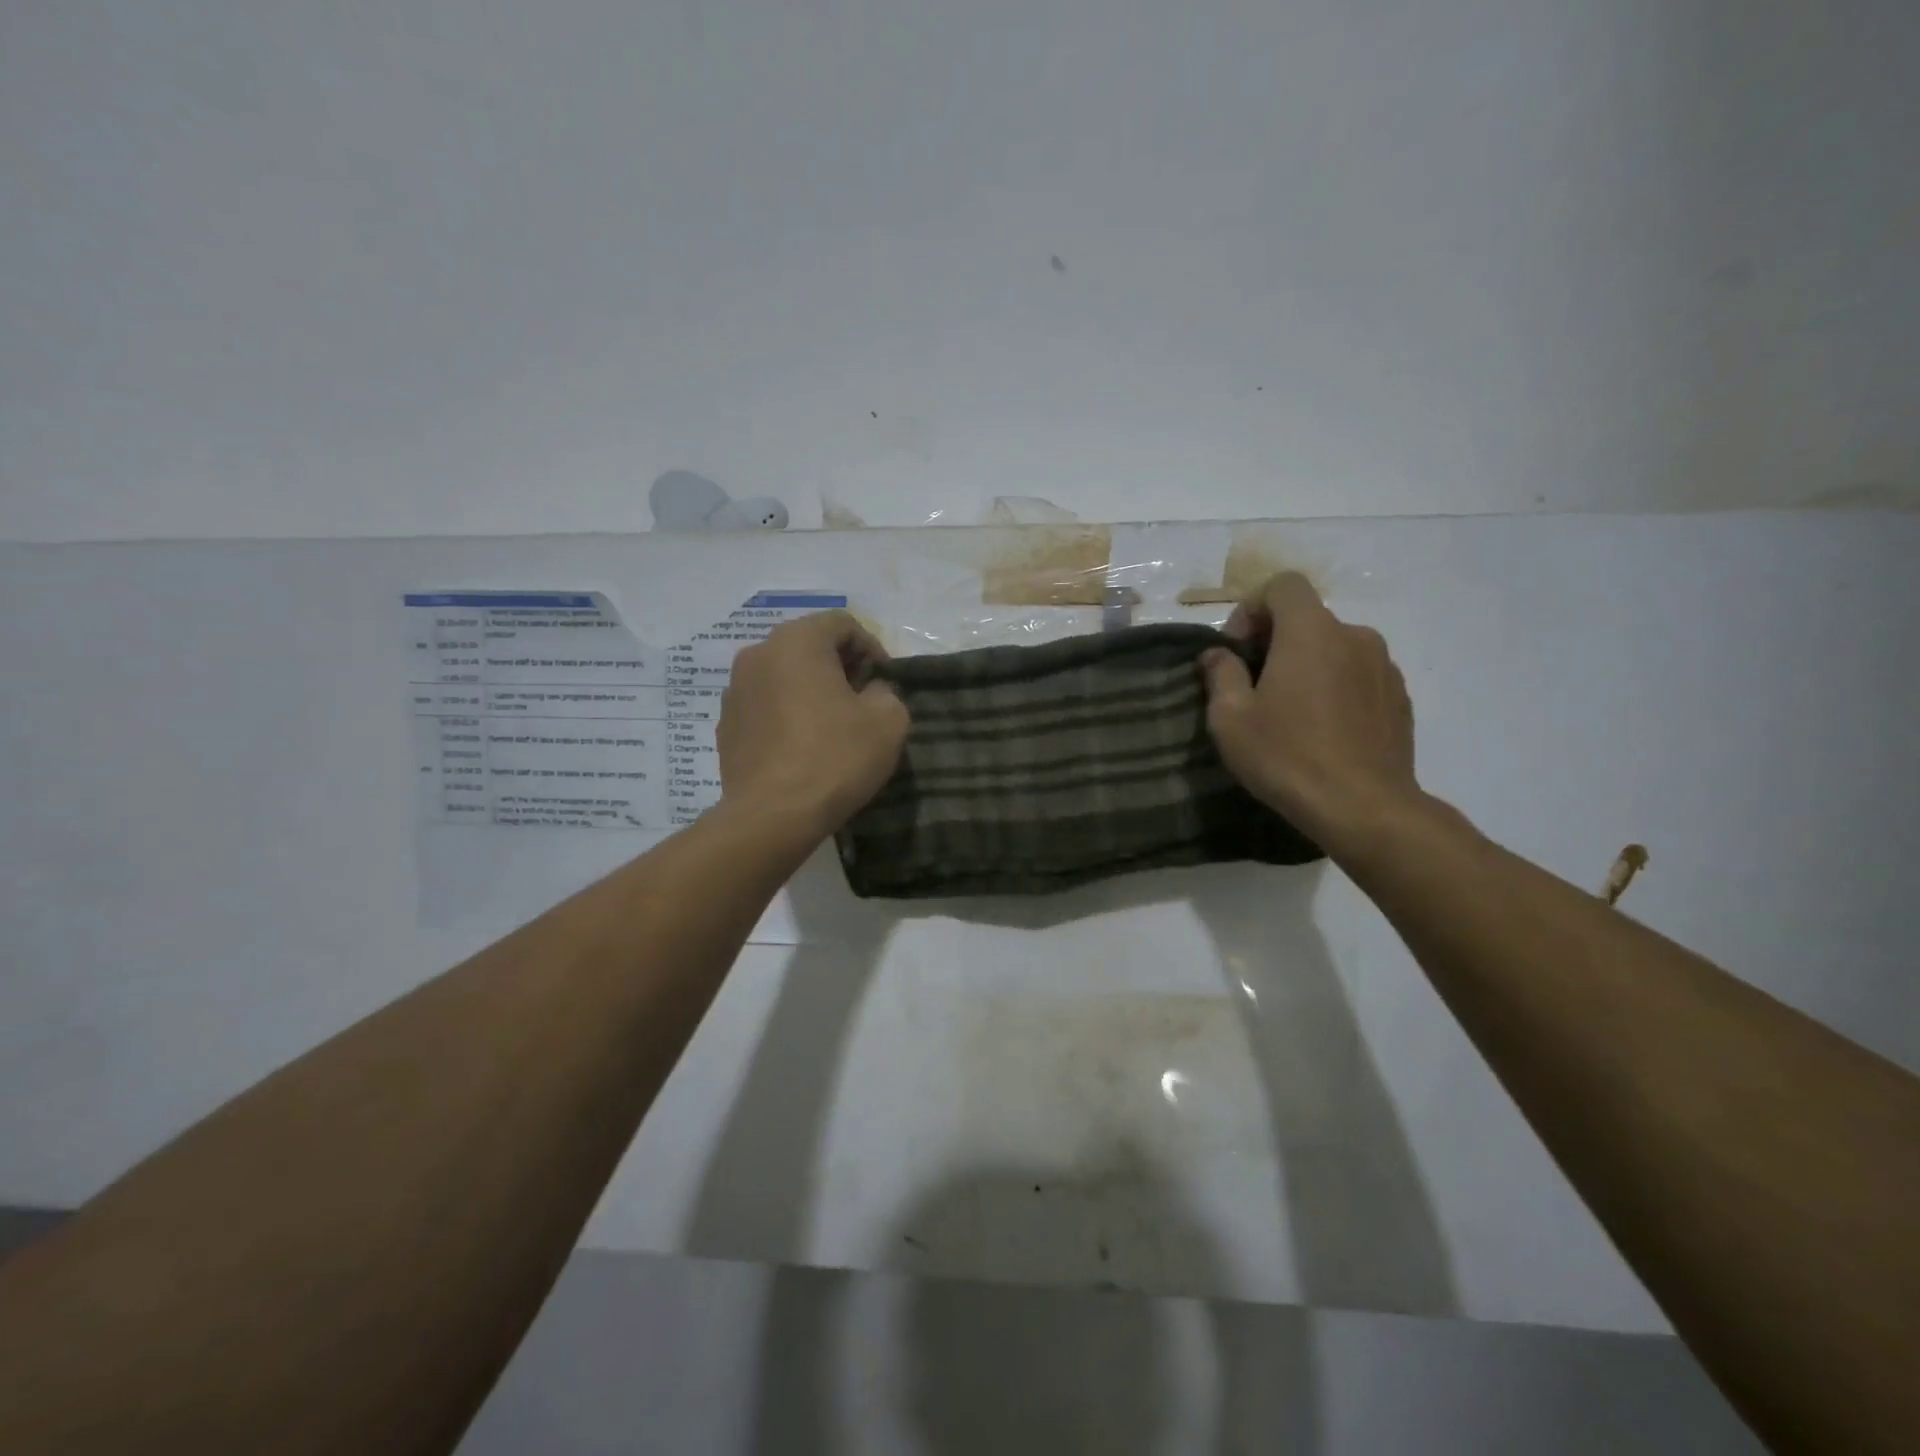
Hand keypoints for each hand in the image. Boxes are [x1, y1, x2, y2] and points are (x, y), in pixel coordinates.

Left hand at [717, 611, 908, 841]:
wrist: (772, 816)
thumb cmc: (835, 758)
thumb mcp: (888, 721)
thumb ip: (887, 693)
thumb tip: (870, 693)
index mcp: (797, 641)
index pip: (842, 624)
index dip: (872, 648)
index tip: (886, 682)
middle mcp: (758, 654)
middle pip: (809, 646)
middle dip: (840, 667)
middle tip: (864, 700)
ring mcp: (735, 690)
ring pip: (784, 675)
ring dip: (812, 690)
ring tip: (834, 725)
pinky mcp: (726, 724)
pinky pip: (766, 705)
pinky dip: (788, 713)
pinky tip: (804, 746)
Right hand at [1200, 573, 1421, 852]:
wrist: (1364, 808)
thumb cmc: (1286, 756)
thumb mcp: (1230, 719)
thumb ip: (1220, 674)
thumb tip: (1217, 654)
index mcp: (1310, 631)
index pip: (1283, 585)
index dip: (1254, 607)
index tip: (1239, 650)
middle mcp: (1354, 636)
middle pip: (1308, 618)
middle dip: (1276, 640)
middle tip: (1255, 685)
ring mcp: (1384, 666)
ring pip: (1335, 648)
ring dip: (1309, 665)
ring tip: (1292, 712)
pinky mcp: (1400, 698)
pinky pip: (1359, 675)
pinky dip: (1337, 687)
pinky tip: (1324, 730)